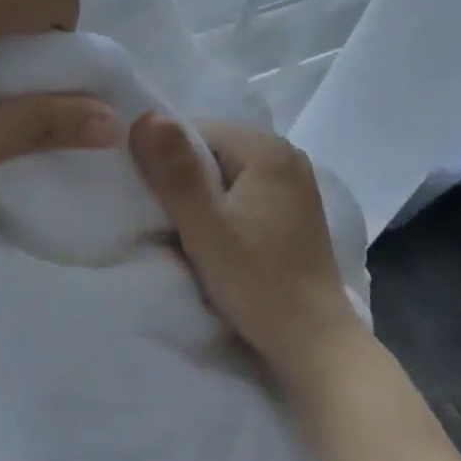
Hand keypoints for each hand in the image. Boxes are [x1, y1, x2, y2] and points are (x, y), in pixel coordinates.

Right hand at [130, 114, 358, 371]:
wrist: (315, 344)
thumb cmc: (258, 283)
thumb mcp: (205, 227)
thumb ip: (175, 171)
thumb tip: (144, 116)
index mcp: (267, 148)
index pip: (194, 131)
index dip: (166, 162)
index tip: (157, 203)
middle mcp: (286, 154)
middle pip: (210, 149)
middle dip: (184, 179)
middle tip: (172, 222)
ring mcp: (294, 181)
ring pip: (224, 171)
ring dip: (201, 196)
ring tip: (193, 233)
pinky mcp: (294, 207)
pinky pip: (242, 189)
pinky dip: (223, 207)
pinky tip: (219, 238)